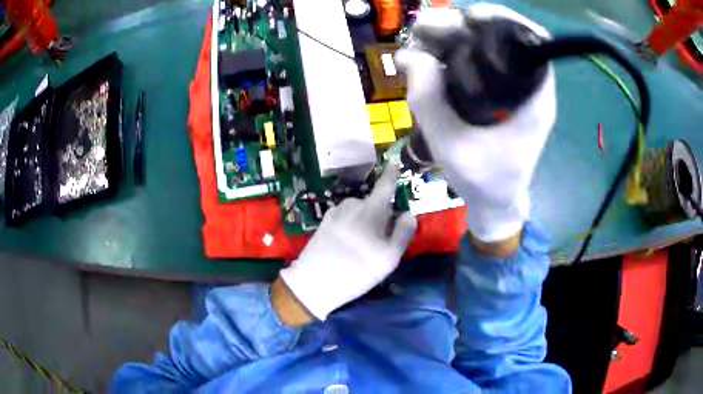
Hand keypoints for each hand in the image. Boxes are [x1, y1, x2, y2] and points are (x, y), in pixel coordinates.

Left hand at [279, 165, 416, 320]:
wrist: (315, 282)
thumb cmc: (358, 270)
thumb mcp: (389, 257)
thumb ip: (402, 233)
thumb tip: (408, 214)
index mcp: (371, 210)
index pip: (385, 186)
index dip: (391, 173)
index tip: (395, 161)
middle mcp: (351, 205)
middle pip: (372, 203)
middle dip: (380, 214)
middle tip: (381, 241)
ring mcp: (334, 213)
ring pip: (357, 211)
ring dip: (364, 220)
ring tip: (362, 246)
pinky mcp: (323, 223)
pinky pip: (344, 217)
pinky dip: (351, 225)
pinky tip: (347, 245)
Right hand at [395, 4, 556, 242]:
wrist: (495, 203)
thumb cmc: (484, 182)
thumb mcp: (452, 145)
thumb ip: (429, 101)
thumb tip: (409, 56)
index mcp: (534, 98)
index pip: (532, 41)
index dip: (502, 19)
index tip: (469, 18)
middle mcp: (527, 86)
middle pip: (502, 37)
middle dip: (464, 24)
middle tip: (427, 30)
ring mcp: (512, 89)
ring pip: (485, 46)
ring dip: (452, 36)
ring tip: (420, 44)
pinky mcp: (497, 95)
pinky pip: (476, 62)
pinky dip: (452, 53)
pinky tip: (430, 58)